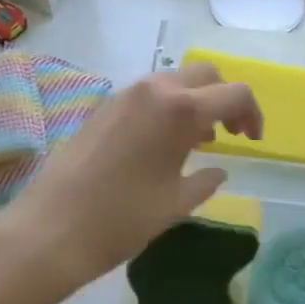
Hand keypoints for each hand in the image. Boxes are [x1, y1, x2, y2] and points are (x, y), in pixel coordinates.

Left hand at [0, 63, 262, 288]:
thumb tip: (219, 169)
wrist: (51, 229)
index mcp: (181, 110)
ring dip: (195, 100)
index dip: (252, 114)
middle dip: (225, 98)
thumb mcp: (176, 203)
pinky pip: (148, 94)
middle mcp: (154, 90)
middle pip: (205, 74)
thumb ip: (205, 180)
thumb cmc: (123, 219)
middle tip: (231, 133)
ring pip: (174, 80)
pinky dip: (167, 106)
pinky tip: (163, 143)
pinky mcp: (103, 107)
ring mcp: (124, 95)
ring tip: (198, 141)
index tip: (253, 141)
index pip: (234, 93)